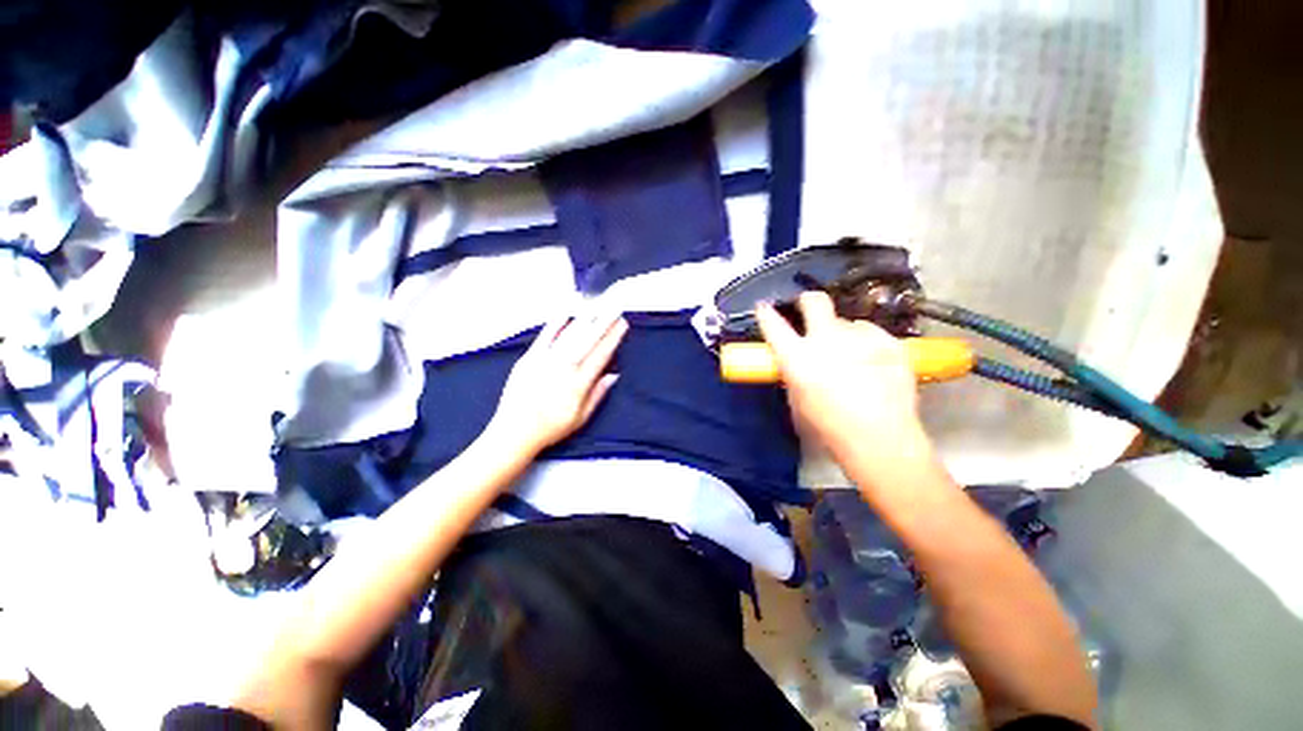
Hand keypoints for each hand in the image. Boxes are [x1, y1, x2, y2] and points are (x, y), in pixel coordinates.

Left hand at [488, 311, 627, 455]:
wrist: (514, 432)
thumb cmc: (551, 427)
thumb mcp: (581, 418)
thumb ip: (598, 394)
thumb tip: (614, 375)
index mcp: (579, 383)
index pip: (601, 354)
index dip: (613, 338)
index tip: (622, 324)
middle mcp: (564, 367)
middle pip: (588, 340)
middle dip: (603, 322)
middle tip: (614, 308)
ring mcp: (545, 360)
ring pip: (569, 335)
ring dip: (585, 320)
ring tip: (597, 307)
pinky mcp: (529, 358)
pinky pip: (544, 337)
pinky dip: (555, 325)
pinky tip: (565, 314)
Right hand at [756, 292, 933, 475]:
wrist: (882, 441)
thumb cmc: (830, 428)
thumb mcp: (798, 401)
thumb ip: (794, 373)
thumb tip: (795, 361)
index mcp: (798, 357)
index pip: (773, 325)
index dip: (765, 314)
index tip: (764, 308)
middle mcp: (827, 339)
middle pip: (814, 301)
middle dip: (807, 301)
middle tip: (808, 310)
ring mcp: (862, 338)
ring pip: (847, 322)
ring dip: (842, 334)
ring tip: (852, 356)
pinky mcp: (890, 343)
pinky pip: (871, 333)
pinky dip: (866, 343)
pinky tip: (872, 363)